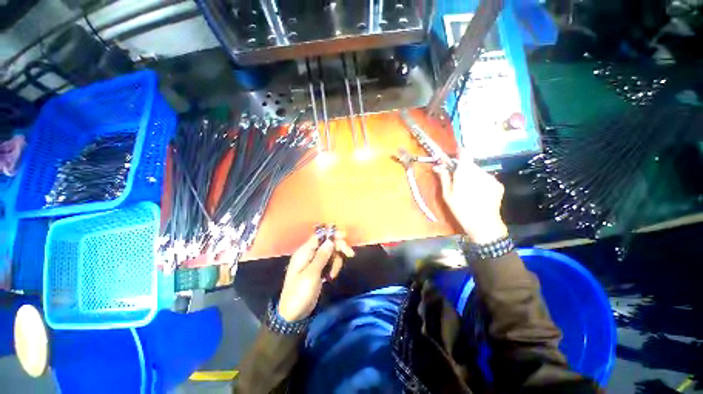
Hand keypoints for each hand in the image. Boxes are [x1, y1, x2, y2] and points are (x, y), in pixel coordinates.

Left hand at [278, 231, 354, 321]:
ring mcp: (314, 262)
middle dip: (339, 248)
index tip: (345, 236)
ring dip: (336, 261)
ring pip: (330, 253)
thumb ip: (321, 256)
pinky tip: (331, 277)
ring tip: (333, 275)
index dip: (332, 234)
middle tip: (350, 254)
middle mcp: (309, 254)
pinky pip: (329, 263)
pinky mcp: (318, 270)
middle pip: (327, 244)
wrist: (293, 314)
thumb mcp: (311, 274)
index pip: (319, 236)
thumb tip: (330, 240)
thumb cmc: (300, 293)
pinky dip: (333, 268)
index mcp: (304, 252)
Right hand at [434, 157, 507, 243]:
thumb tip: (437, 166)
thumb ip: (444, 177)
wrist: (483, 224)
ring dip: (472, 176)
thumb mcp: (447, 195)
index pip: (464, 153)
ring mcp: (491, 178)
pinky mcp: (498, 184)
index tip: (453, 161)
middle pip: (470, 164)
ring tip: (468, 191)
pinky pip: (486, 178)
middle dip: (463, 170)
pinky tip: (478, 194)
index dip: (458, 154)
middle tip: (458, 182)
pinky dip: (481, 182)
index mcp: (465, 173)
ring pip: (478, 171)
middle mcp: (480, 172)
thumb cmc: (461, 209)